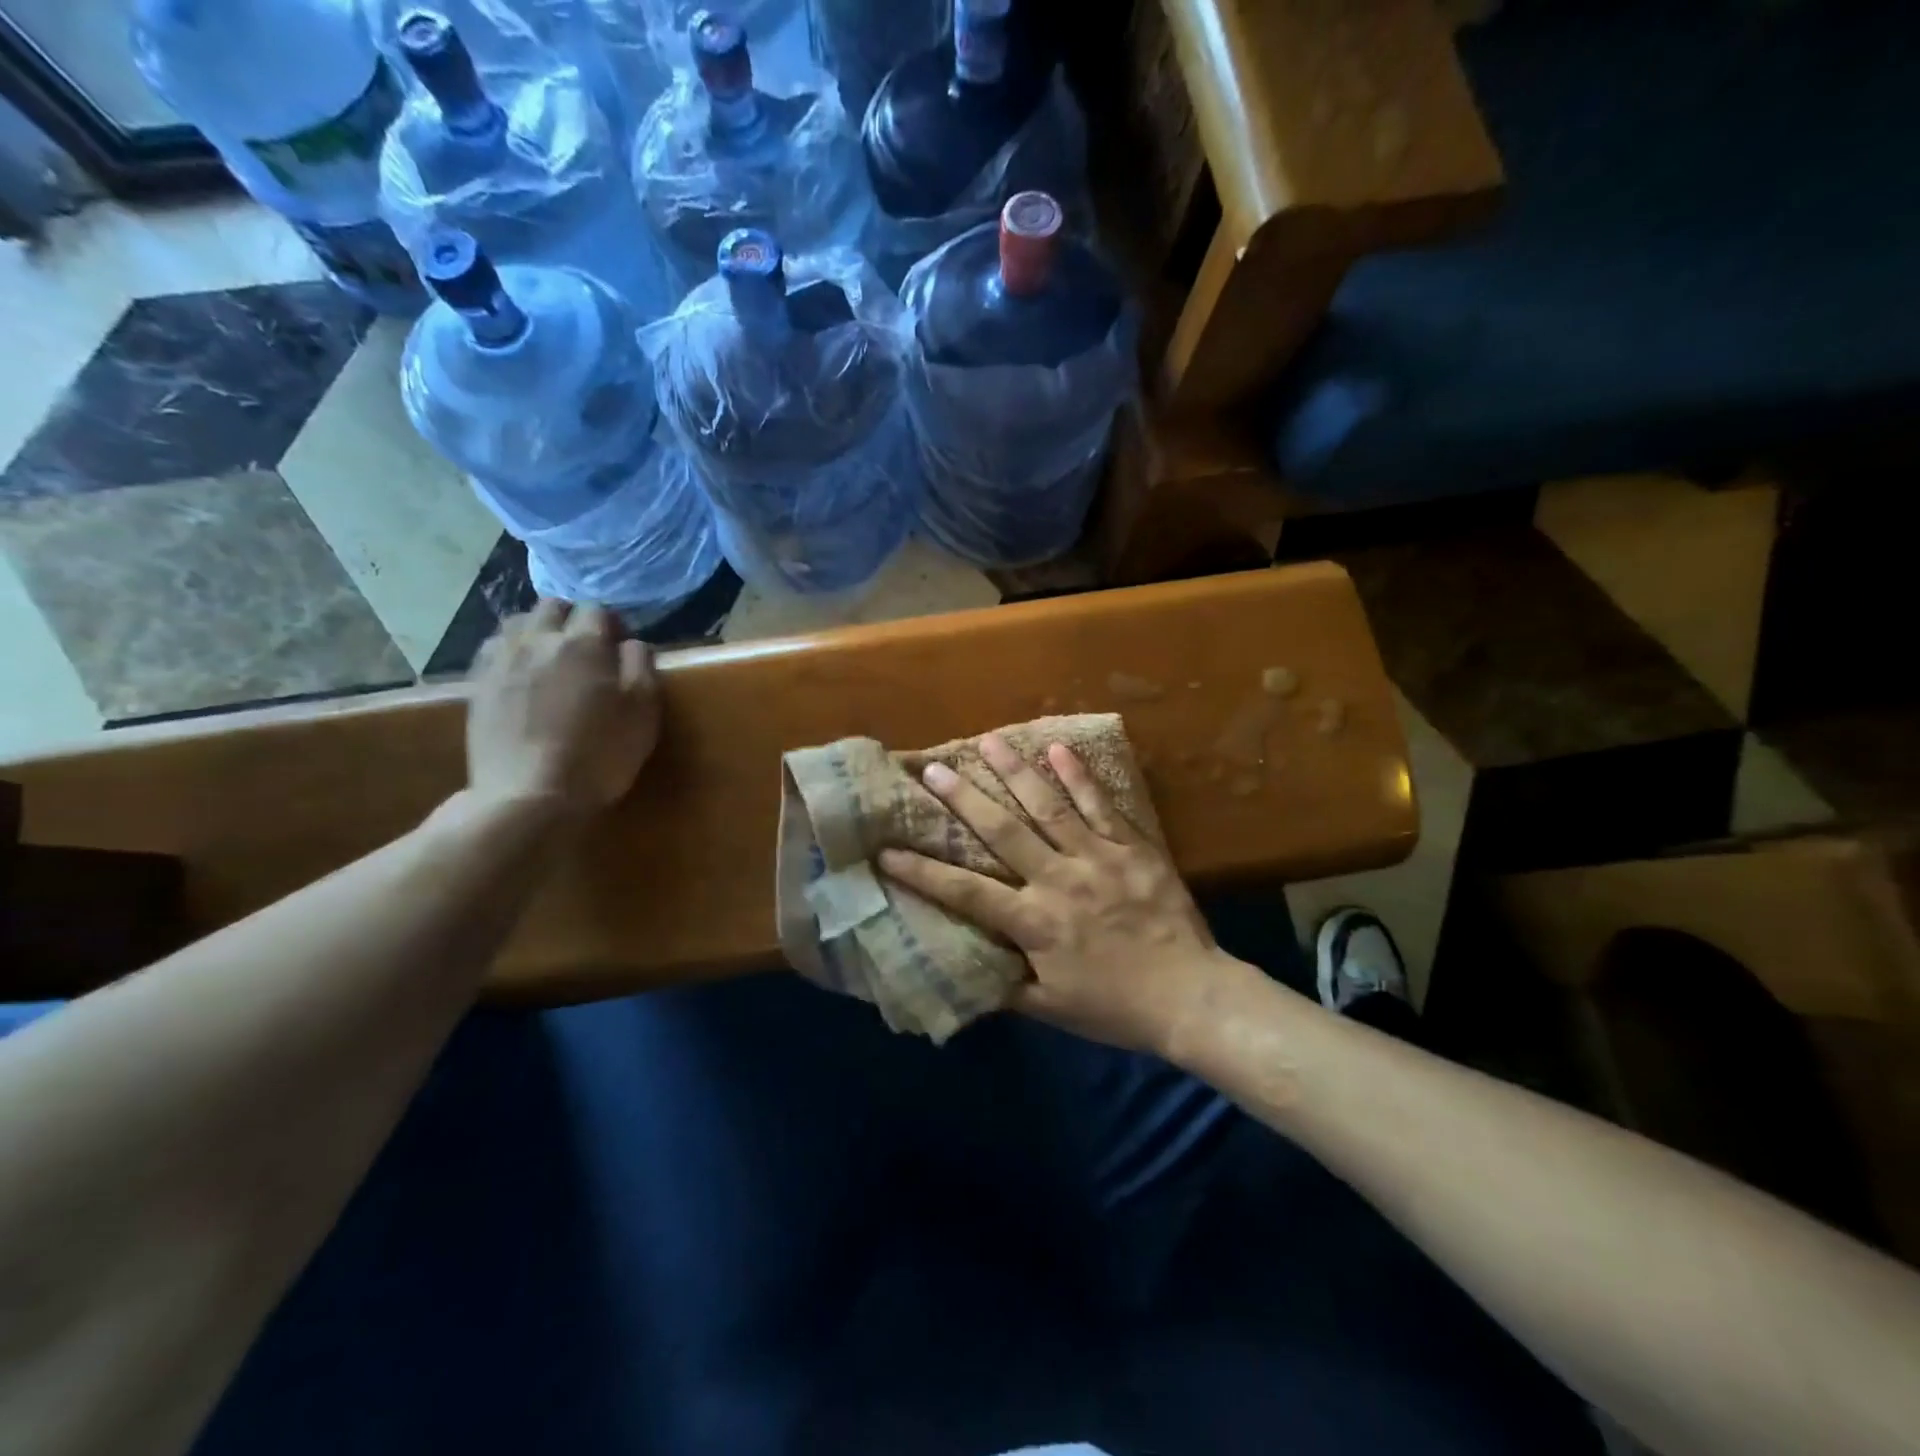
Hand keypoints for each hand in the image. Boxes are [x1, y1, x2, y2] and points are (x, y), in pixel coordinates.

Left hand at [466, 600, 660, 818]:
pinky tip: (522, 675)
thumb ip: (641, 665)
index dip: (612, 624)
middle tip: (587, 649)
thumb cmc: (600, 754)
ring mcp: (502, 661)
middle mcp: (538, 640)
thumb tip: (630, 643)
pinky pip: (493, 649)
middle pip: (553, 606)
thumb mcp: (644, 710)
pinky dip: (511, 651)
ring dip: (539, 631)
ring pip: (518, 622)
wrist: (530, 796)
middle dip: (573, 619)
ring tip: (551, 658)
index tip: (621, 647)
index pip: (598, 609)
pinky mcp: (478, 685)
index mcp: (583, 643)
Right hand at [877, 734, 1241, 1055]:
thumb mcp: (1052, 1009)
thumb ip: (1008, 987)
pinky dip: (1080, 777)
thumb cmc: (1116, 1007)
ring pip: (1048, 807)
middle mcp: (1057, 880)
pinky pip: (1101, 806)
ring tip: (989, 741)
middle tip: (933, 769)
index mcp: (1033, 922)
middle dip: (962, 799)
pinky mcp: (1131, 848)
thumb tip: (969, 972)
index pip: (966, 892)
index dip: (922, 873)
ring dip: (1015, 772)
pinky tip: (1060, 748)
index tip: (886, 851)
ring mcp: (1096, 858)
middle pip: (1001, 832)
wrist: (1191, 997)